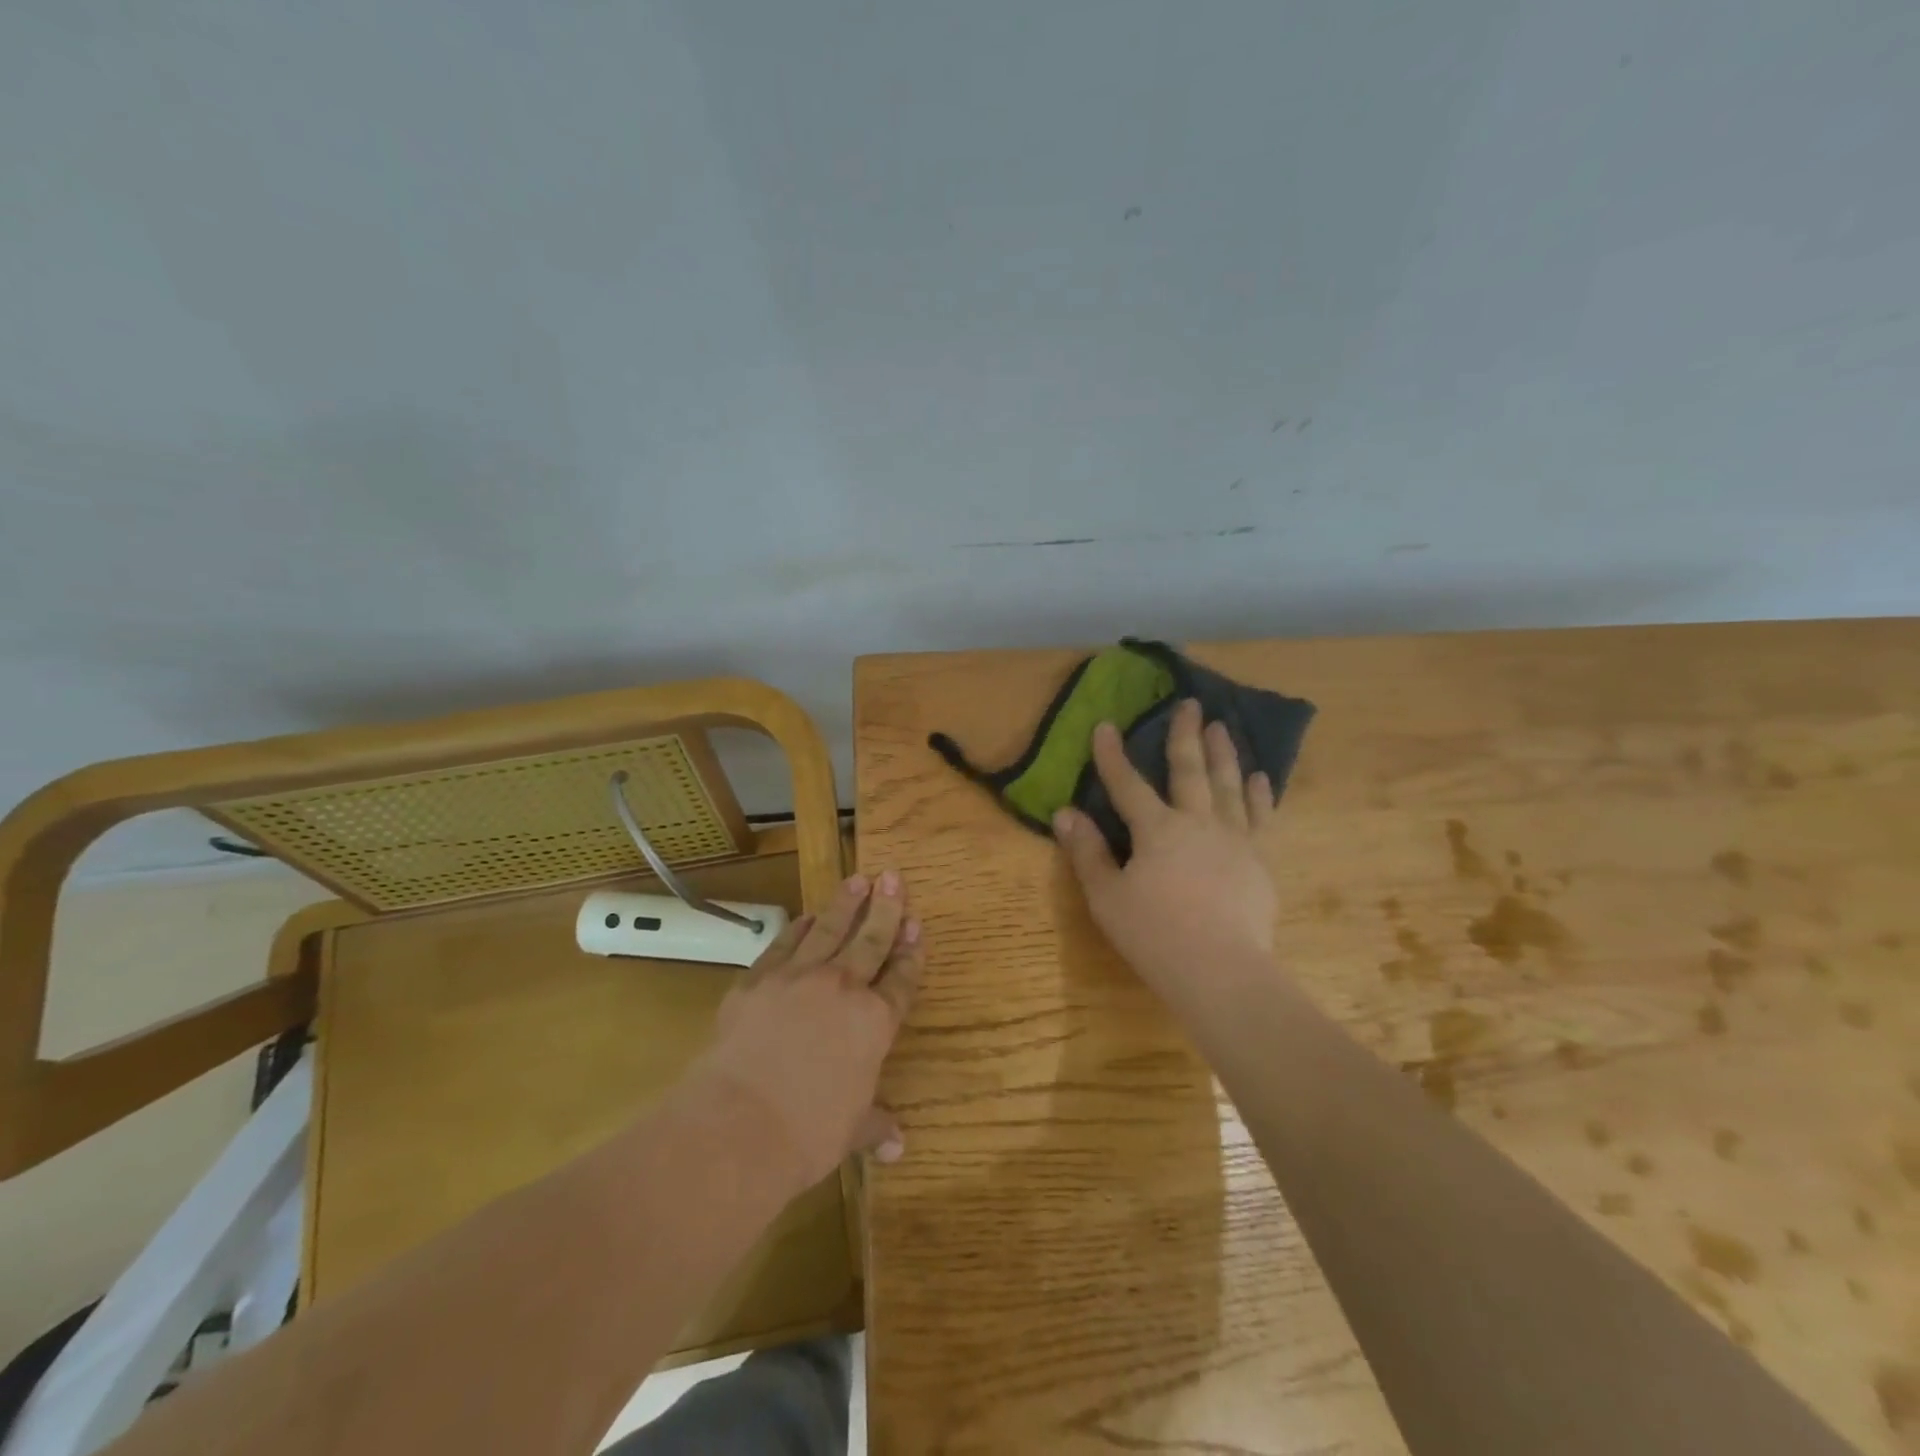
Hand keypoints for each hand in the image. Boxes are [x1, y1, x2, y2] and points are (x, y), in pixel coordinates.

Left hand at [691, 872, 922, 1188]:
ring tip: (857, 879)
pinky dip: (798, 928)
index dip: (911, 952)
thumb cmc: (807, 1134)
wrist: (738, 1125)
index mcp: (874, 1022)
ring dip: (845, 903)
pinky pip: (784, 944)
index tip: (916, 924)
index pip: (901, 979)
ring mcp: (798, 978)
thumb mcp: (850, 1131)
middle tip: (892, 875)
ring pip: (829, 929)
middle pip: (871, 940)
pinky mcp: (758, 980)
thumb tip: (897, 1146)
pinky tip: (806, 916)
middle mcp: (842, 988)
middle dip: (886, 907)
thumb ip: (874, 1125)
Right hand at [1054, 699, 1278, 995]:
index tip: (1104, 725)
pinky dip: (1259, 795)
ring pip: (1229, 785)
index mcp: (1156, 830)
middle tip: (1191, 704)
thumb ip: (1088, 853)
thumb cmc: (1154, 935)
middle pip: (1190, 770)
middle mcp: (1198, 822)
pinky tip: (1259, 777)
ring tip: (1223, 728)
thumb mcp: (1107, 897)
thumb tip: (1066, 813)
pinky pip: (1261, 817)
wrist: (1221, 972)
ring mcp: (1235, 839)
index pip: (1128, 784)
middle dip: (1186, 735)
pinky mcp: (1259, 860)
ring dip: (1224, 754)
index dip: (1112, 755)